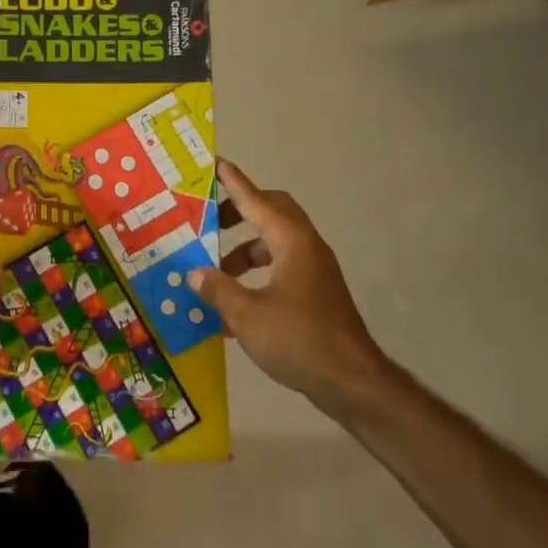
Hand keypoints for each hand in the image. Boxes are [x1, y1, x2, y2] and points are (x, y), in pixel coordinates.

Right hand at [189, 160, 393, 417]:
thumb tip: (195, 274)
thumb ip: (217, 289)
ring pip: (274, 244)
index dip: (235, 183)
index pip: (257, 200)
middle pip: (271, 214)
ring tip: (214, 270)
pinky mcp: (316, 294)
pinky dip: (256, 274)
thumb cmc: (299, 340)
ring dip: (244, 250)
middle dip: (239, 213)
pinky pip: (281, 268)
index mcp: (292, 242)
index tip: (217, 165)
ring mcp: (315, 271)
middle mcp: (306, 248)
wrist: (353, 383)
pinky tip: (234, 303)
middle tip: (209, 221)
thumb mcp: (246, 315)